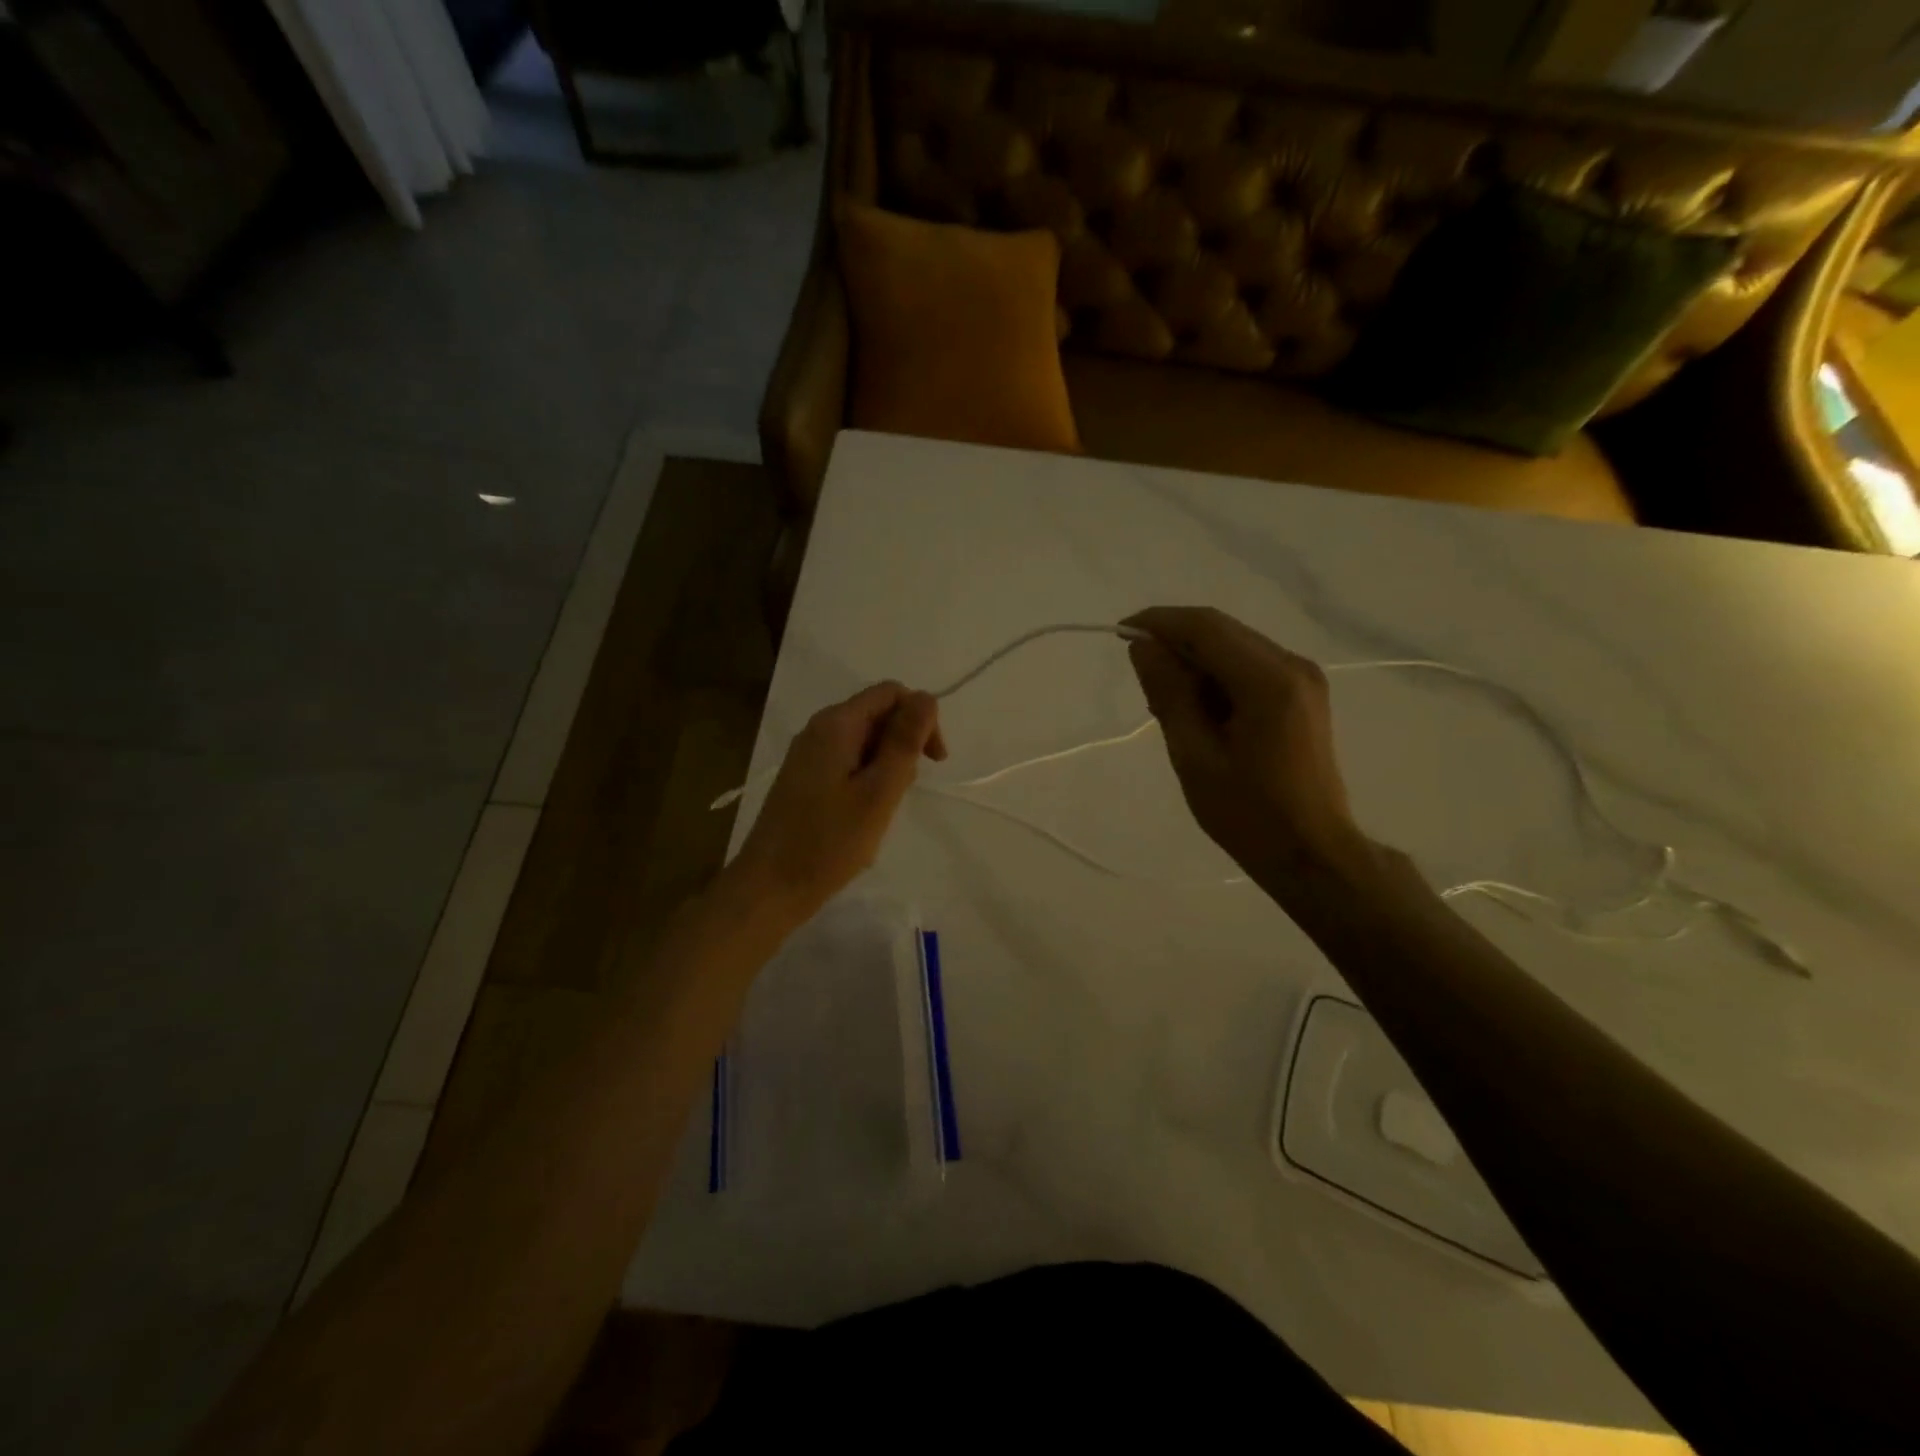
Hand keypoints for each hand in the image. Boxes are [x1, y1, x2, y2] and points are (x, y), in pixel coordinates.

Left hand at [727, 682, 947, 923]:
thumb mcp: (879, 791)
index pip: (891, 693)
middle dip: (904, 743)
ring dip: (887, 765)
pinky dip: (867, 779)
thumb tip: (927, 697)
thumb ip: (904, 742)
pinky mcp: (805, 778)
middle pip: (877, 713)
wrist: (769, 888)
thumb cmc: (829, 842)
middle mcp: (819, 729)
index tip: (934, 761)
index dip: (921, 717)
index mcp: (836, 724)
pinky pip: (847, 762)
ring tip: (883, 808)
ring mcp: (808, 754)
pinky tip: (864, 813)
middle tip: (905, 791)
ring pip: (864, 741)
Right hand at [1125, 607, 1364, 886]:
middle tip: (1140, 675)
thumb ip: (1168, 693)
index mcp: (1268, 680)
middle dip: (1175, 642)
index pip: (1205, 627)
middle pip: (1222, 631)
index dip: (1159, 622)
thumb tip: (1143, 647)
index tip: (1121, 634)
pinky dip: (1216, 676)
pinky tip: (1196, 707)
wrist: (1310, 852)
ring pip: (1234, 646)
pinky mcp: (1302, 694)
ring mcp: (1303, 678)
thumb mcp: (1194, 755)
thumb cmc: (1248, 813)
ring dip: (1195, 661)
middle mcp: (1292, 665)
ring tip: (1164, 701)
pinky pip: (1249, 666)